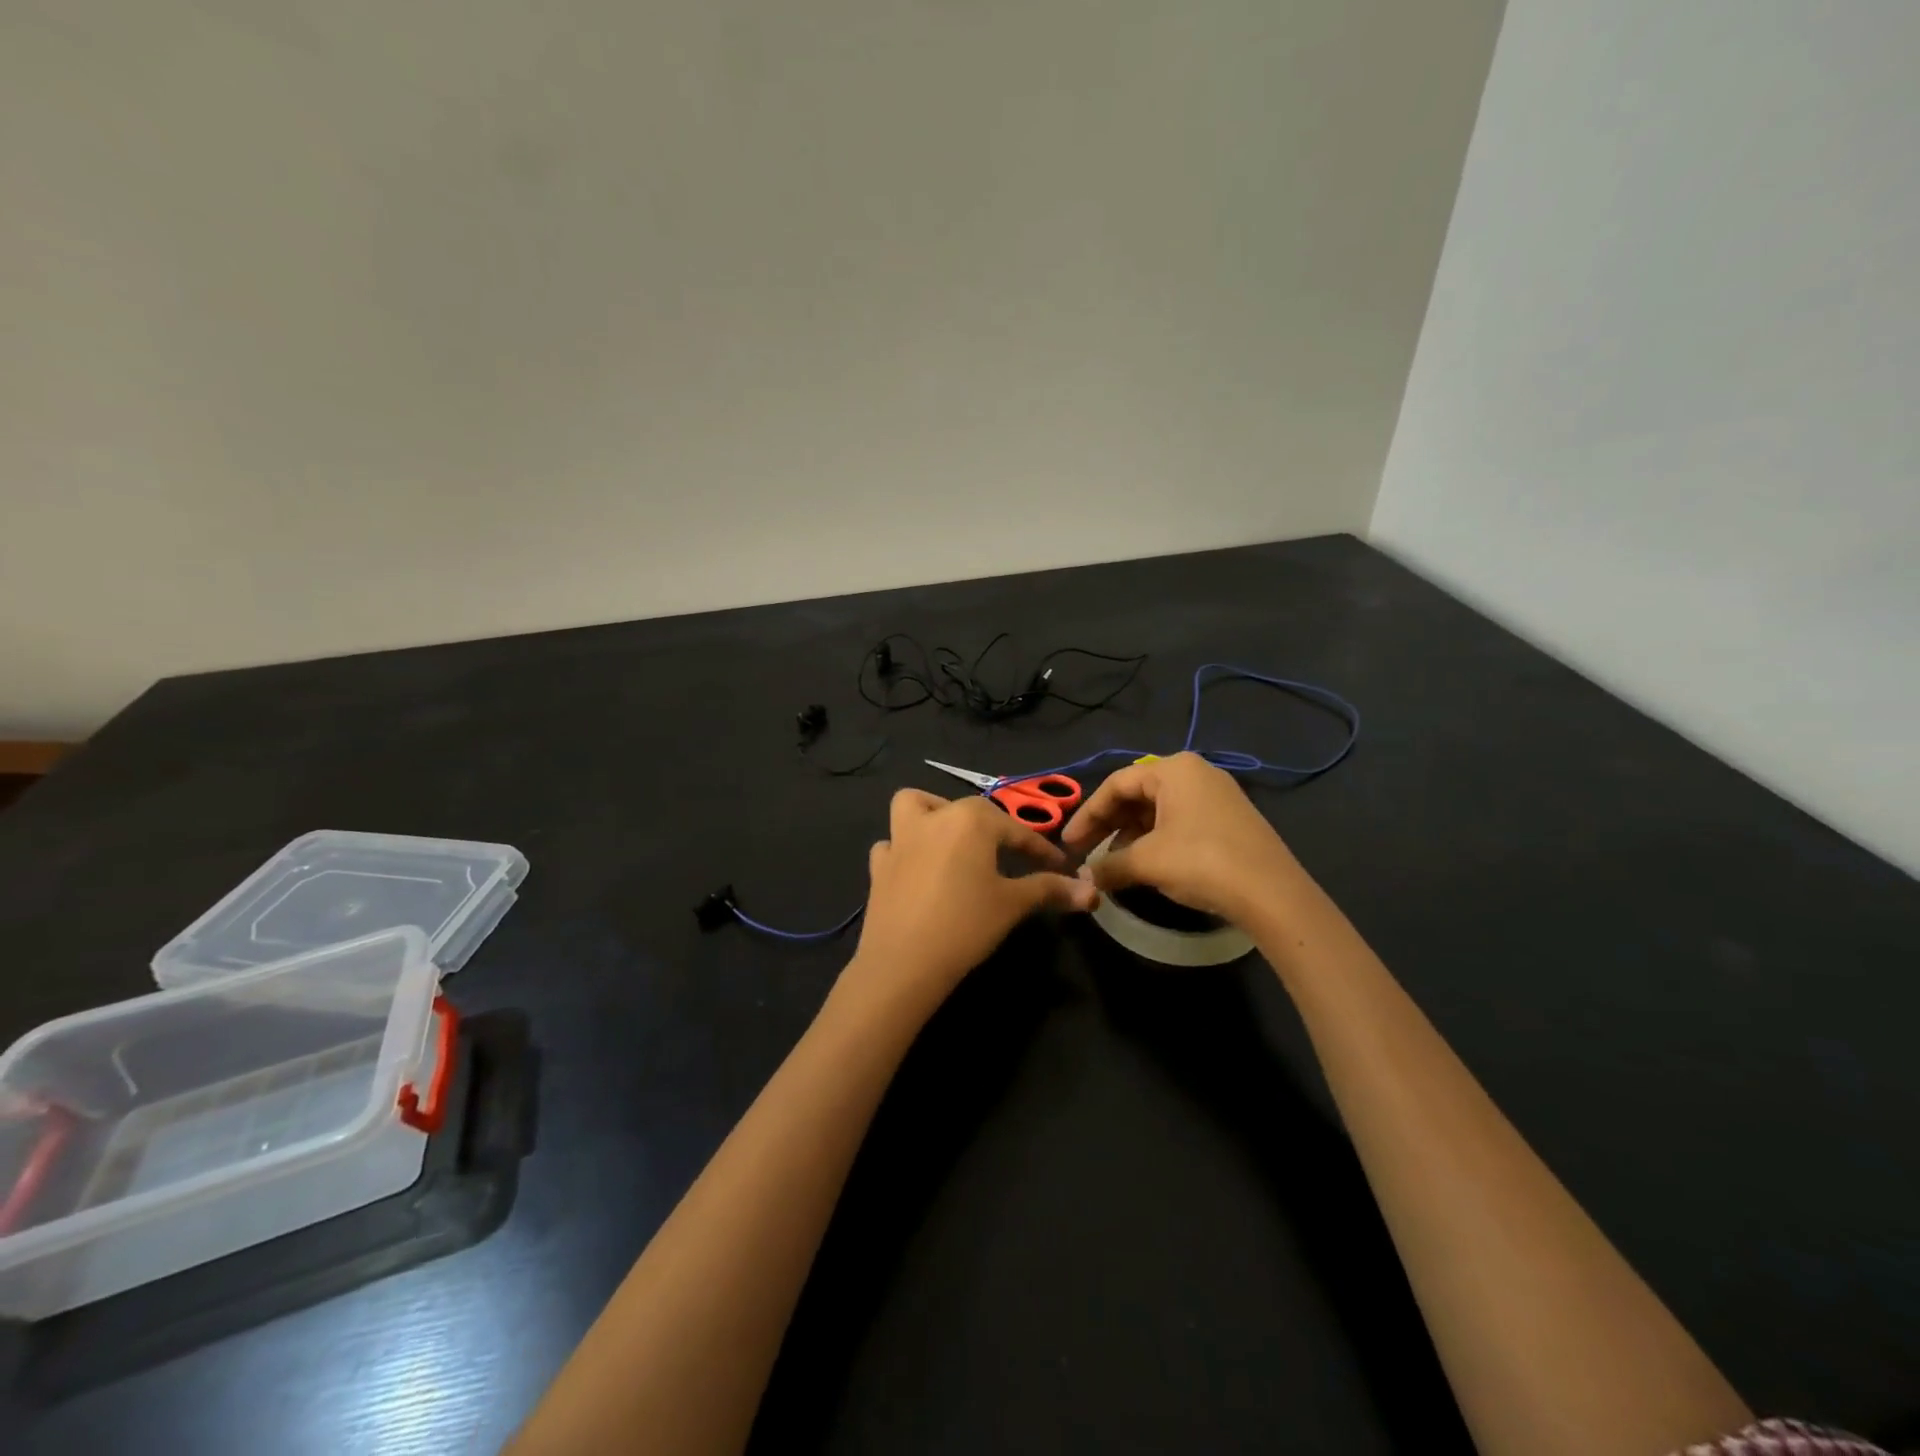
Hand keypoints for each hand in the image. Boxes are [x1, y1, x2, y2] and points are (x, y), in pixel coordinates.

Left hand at [841, 790, 1096, 1015]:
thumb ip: (1050, 890)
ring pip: (914, 805)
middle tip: (1011, 857)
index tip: (1060, 866)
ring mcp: (900, 838)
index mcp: (970, 820)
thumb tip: (1092, 892)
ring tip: (952, 839)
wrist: (904, 962)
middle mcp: (934, 817)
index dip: (1040, 849)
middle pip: (970, 811)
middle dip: (994, 829)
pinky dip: (905, 850)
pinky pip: (891, 844)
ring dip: (933, 813)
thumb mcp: (1013, 905)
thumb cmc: (966, 925)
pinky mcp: (878, 864)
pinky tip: (917, 869)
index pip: (1016, 830)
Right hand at [1060, 752, 1304, 923]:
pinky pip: (1179, 822)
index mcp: (1174, 769)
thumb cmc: (1201, 862)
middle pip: (1137, 794)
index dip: (1087, 815)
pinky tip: (1145, 865)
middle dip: (1108, 825)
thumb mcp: (1146, 862)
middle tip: (1085, 852)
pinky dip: (1155, 840)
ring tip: (1113, 863)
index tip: (1068, 844)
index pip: (1116, 784)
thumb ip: (1108, 865)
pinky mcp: (1230, 821)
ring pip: (1158, 810)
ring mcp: (1217, 796)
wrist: (1273, 895)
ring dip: (1130, 836)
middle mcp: (1196, 773)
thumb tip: (1084, 878)